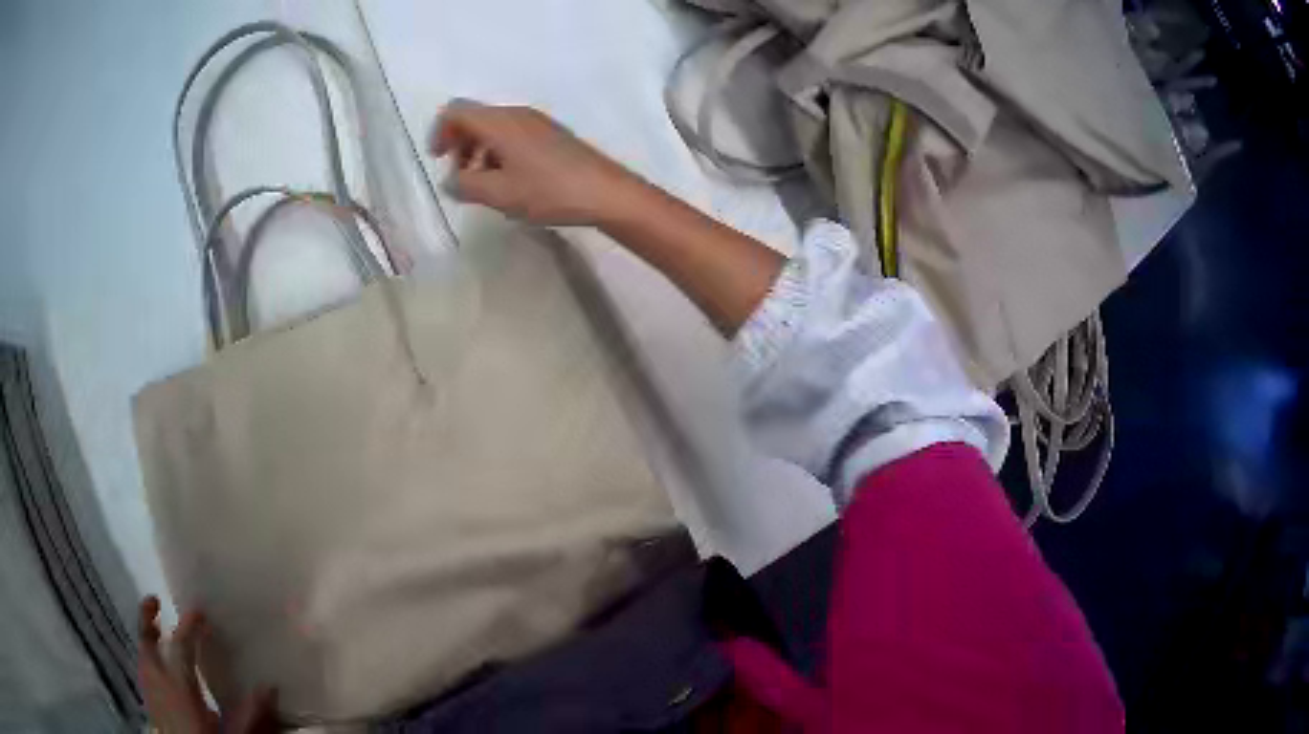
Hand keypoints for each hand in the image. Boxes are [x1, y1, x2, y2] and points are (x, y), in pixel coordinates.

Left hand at [138, 596, 277, 732]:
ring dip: (147, 636)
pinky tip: (156, 664)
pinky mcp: (148, 702)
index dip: (189, 625)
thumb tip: (270, 687)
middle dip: (147, 617)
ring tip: (155, 626)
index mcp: (179, 685)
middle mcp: (158, 681)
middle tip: (155, 600)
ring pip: (141, 652)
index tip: (199, 611)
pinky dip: (147, 657)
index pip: (181, 645)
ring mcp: (149, 690)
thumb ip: (247, 713)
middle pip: (146, 640)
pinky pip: (143, 669)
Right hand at [430, 99, 638, 225]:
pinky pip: (513, 136)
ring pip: (494, 128)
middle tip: (460, 176)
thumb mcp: (499, 193)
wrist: (606, 193)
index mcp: (500, 122)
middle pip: (475, 118)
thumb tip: (449, 181)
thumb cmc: (549, 191)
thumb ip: (465, 185)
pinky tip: (508, 182)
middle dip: (458, 144)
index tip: (438, 160)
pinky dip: (498, 154)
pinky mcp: (551, 136)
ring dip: (478, 152)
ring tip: (483, 185)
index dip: (440, 132)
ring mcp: (537, 123)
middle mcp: (517, 115)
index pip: (456, 110)